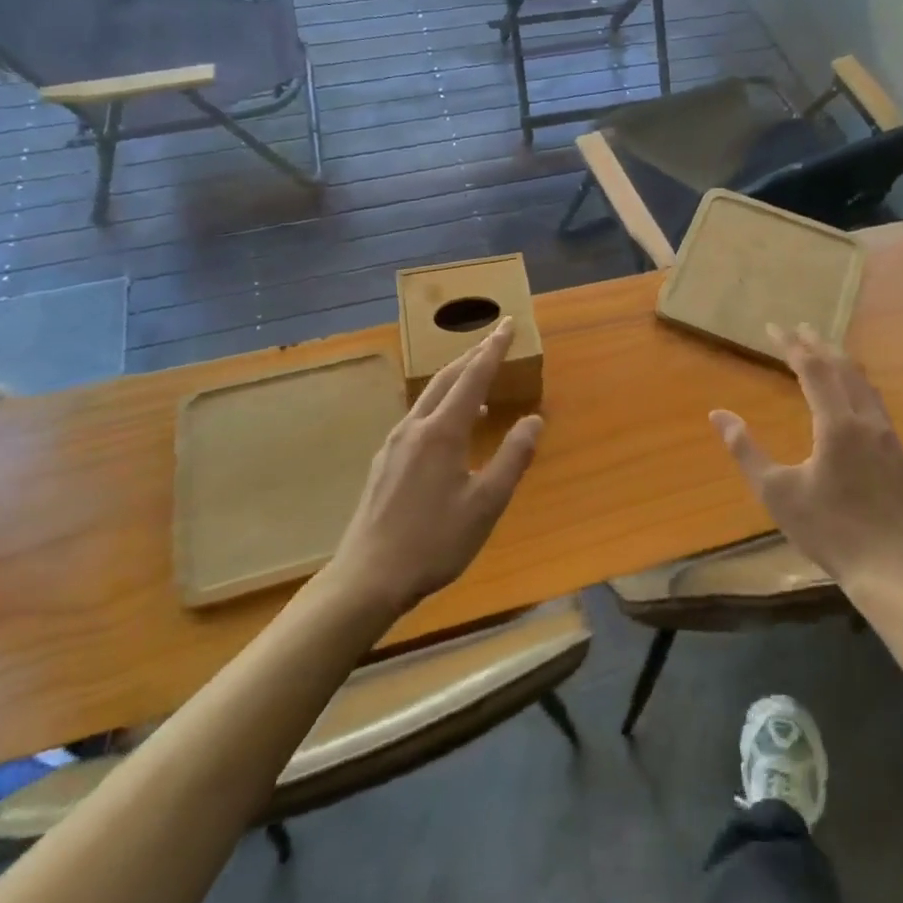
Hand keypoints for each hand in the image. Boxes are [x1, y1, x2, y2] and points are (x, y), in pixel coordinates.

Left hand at [325, 320, 541, 618]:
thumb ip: (512, 457)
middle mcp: (415, 427)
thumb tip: (534, 419)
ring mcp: (394, 444)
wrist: (367, 578)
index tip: (507, 324)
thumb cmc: (434, 542)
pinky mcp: (384, 463)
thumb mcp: (486, 504)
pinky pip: (418, 417)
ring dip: (456, 380)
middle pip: (446, 379)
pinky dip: (441, 405)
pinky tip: (450, 429)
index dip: (493, 349)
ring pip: (429, 397)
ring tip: (479, 382)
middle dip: (472, 355)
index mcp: (443, 432)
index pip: (473, 376)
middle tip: (494, 340)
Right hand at [710, 325, 902, 591]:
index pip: (813, 370)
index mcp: (837, 424)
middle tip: (801, 329)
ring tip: (827, 353)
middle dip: (820, 345)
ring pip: (866, 386)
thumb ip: (745, 449)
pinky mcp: (902, 457)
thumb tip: (718, 414)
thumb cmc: (826, 529)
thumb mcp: (775, 491)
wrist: (888, 568)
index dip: (792, 346)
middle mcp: (868, 421)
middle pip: (844, 369)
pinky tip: (854, 400)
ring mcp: (891, 438)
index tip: (773, 328)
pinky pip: (878, 408)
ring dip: (843, 364)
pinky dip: (859, 389)